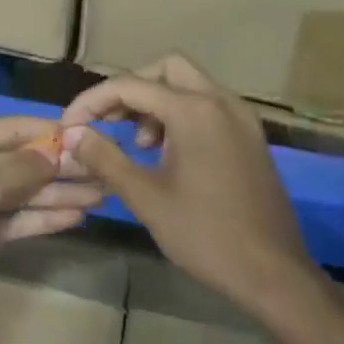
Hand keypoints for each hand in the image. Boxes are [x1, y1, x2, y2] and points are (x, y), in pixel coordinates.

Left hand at [0, 118, 102, 342]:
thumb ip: (19, 171)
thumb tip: (55, 152)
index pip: (10, 129)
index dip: (50, 133)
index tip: (91, 137)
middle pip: (18, 162)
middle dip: (59, 168)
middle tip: (106, 172)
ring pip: (18, 193)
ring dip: (56, 194)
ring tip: (101, 195)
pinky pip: (11, 220)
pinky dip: (39, 218)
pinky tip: (74, 217)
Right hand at [61, 55, 315, 312]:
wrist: (274, 273)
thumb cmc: (205, 235)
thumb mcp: (146, 198)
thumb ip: (105, 158)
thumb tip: (72, 134)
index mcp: (194, 111)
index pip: (130, 85)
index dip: (93, 101)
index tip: (70, 125)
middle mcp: (221, 102)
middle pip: (166, 69)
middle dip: (131, 89)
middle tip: (109, 121)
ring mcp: (242, 118)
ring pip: (190, 85)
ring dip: (157, 101)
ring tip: (139, 144)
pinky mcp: (251, 137)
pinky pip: (209, 106)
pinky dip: (182, 114)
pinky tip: (168, 153)